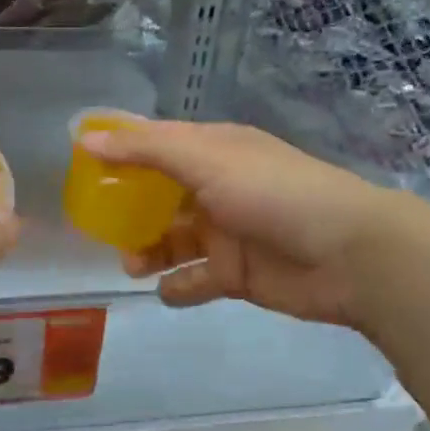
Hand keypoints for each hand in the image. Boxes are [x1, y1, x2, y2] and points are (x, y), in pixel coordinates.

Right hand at [79, 119, 409, 330]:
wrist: (349, 255)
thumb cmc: (272, 193)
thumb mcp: (205, 159)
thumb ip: (145, 150)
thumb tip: (88, 140)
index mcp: (212, 151)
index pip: (155, 144)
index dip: (119, 151)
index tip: (80, 164)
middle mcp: (217, 187)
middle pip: (158, 196)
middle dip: (128, 210)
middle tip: (100, 225)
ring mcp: (227, 232)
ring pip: (172, 240)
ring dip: (148, 250)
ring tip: (131, 263)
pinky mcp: (237, 274)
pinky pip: (196, 280)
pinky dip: (179, 286)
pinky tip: (168, 291)